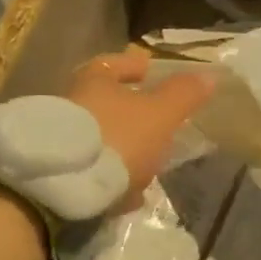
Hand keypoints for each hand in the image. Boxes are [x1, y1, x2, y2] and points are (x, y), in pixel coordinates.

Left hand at [66, 50, 216, 211]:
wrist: (56, 186)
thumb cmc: (114, 138)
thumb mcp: (159, 115)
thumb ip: (183, 95)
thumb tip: (208, 75)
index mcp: (95, 81)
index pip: (114, 63)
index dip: (135, 67)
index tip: (150, 73)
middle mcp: (70, 103)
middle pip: (105, 103)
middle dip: (131, 115)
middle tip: (157, 127)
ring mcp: (57, 139)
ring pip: (98, 139)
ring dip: (122, 150)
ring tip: (147, 169)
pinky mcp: (52, 171)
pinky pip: (87, 170)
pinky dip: (108, 178)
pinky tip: (126, 196)